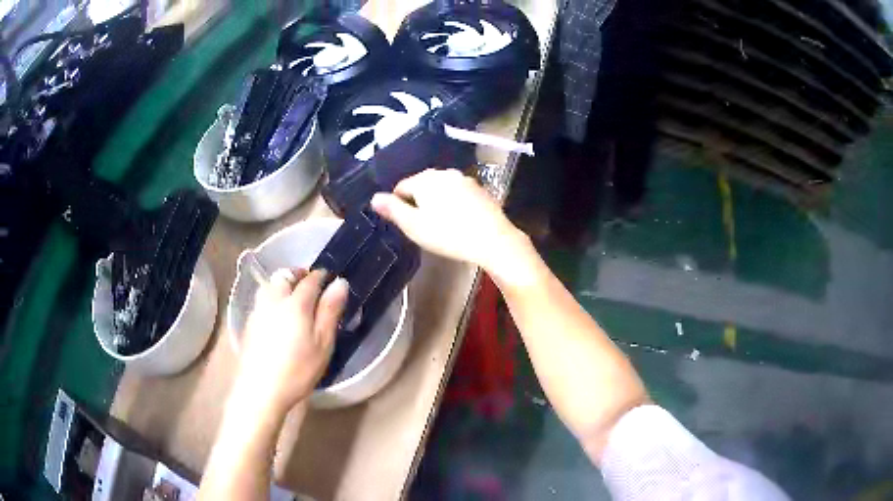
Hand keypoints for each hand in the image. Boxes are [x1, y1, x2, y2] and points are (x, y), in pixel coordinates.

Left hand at [235, 269, 348, 413]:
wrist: (260, 389)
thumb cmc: (298, 370)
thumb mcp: (323, 344)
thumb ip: (330, 311)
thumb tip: (339, 283)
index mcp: (296, 303)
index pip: (311, 279)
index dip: (322, 276)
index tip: (331, 279)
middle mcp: (274, 299)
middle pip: (285, 276)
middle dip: (299, 275)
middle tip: (311, 286)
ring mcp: (258, 310)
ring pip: (270, 284)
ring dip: (283, 283)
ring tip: (293, 296)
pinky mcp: (249, 322)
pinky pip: (262, 298)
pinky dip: (272, 297)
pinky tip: (277, 313)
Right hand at [371, 169, 527, 273]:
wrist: (493, 239)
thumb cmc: (448, 234)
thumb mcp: (414, 226)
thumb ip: (392, 210)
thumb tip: (374, 198)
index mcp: (425, 179)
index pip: (401, 187)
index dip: (398, 206)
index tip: (407, 224)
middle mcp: (445, 173)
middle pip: (422, 186)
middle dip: (419, 203)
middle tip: (424, 227)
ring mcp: (465, 180)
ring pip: (442, 190)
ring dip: (437, 203)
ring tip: (442, 226)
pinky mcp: (481, 190)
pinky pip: (459, 194)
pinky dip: (455, 205)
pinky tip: (460, 222)